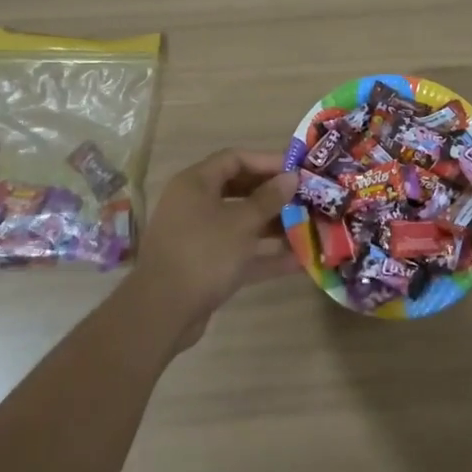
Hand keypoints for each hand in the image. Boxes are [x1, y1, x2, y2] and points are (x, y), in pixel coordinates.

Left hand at [127, 149, 298, 345]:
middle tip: (306, 198)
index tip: (297, 170)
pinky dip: (264, 255)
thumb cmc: (204, 253)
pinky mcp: (205, 266)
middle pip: (239, 190)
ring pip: (241, 223)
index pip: (235, 159)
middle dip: (274, 195)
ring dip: (273, 226)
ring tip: (308, 228)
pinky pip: (239, 252)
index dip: (267, 161)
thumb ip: (269, 199)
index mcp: (196, 183)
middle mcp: (195, 205)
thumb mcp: (242, 223)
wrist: (162, 313)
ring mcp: (199, 237)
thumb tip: (291, 177)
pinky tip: (298, 262)